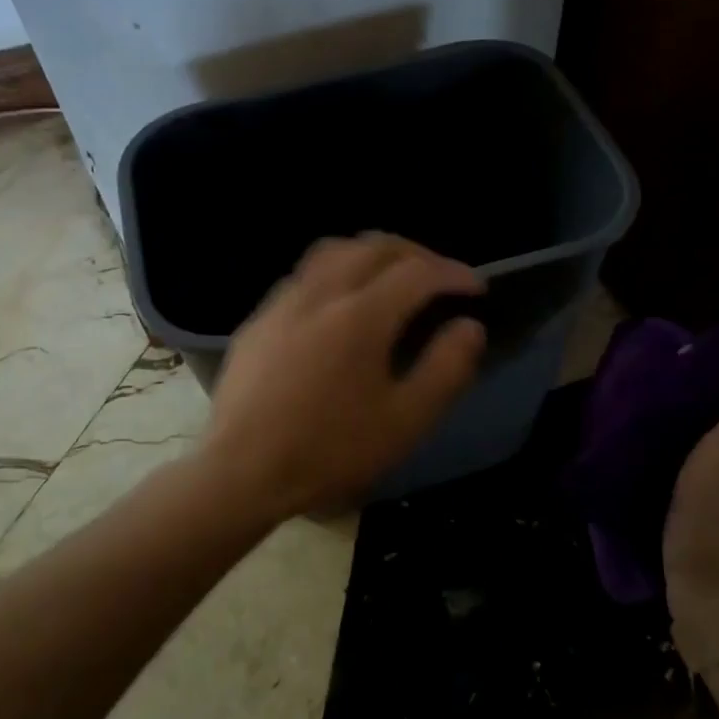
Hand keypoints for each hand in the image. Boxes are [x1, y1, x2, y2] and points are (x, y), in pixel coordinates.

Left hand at [198, 233, 486, 519]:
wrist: (242, 472)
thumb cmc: (330, 451)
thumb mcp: (405, 421)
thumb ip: (446, 369)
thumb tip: (469, 327)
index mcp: (361, 315)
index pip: (418, 272)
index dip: (454, 273)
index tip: (476, 289)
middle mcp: (321, 293)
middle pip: (374, 246)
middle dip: (416, 254)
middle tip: (439, 278)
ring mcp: (282, 302)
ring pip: (332, 251)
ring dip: (371, 254)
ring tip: (390, 278)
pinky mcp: (258, 320)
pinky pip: (303, 275)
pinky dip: (335, 272)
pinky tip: (337, 305)